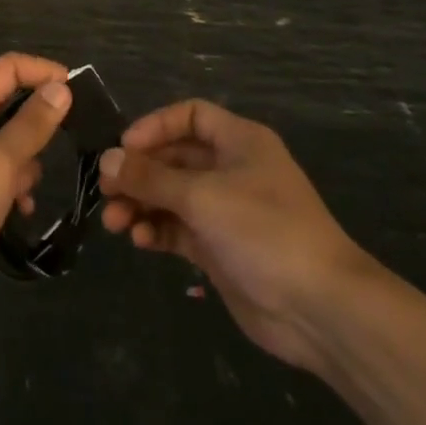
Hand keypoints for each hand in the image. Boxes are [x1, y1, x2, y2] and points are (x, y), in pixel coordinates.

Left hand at [0, 53, 72, 325]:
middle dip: (39, 122)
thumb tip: (60, 88)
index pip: (9, 68)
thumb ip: (32, 124)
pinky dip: (12, 189)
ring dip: (25, 163)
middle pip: (8, 105)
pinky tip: (21, 212)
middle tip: (71, 142)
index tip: (80, 92)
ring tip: (29, 190)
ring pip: (5, 145)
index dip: (44, 72)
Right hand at [97, 98, 380, 373]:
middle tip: (105, 189)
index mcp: (240, 142)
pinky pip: (178, 228)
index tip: (124, 148)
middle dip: (139, 172)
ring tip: (115, 223)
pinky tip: (139, 240)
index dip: (155, 126)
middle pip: (175, 158)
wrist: (319, 308)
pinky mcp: (220, 248)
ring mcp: (226, 211)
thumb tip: (106, 159)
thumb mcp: (202, 196)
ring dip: (141, 204)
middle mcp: (232, 170)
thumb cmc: (264, 231)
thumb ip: (150, 177)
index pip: (190, 116)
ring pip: (172, 195)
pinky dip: (156, 230)